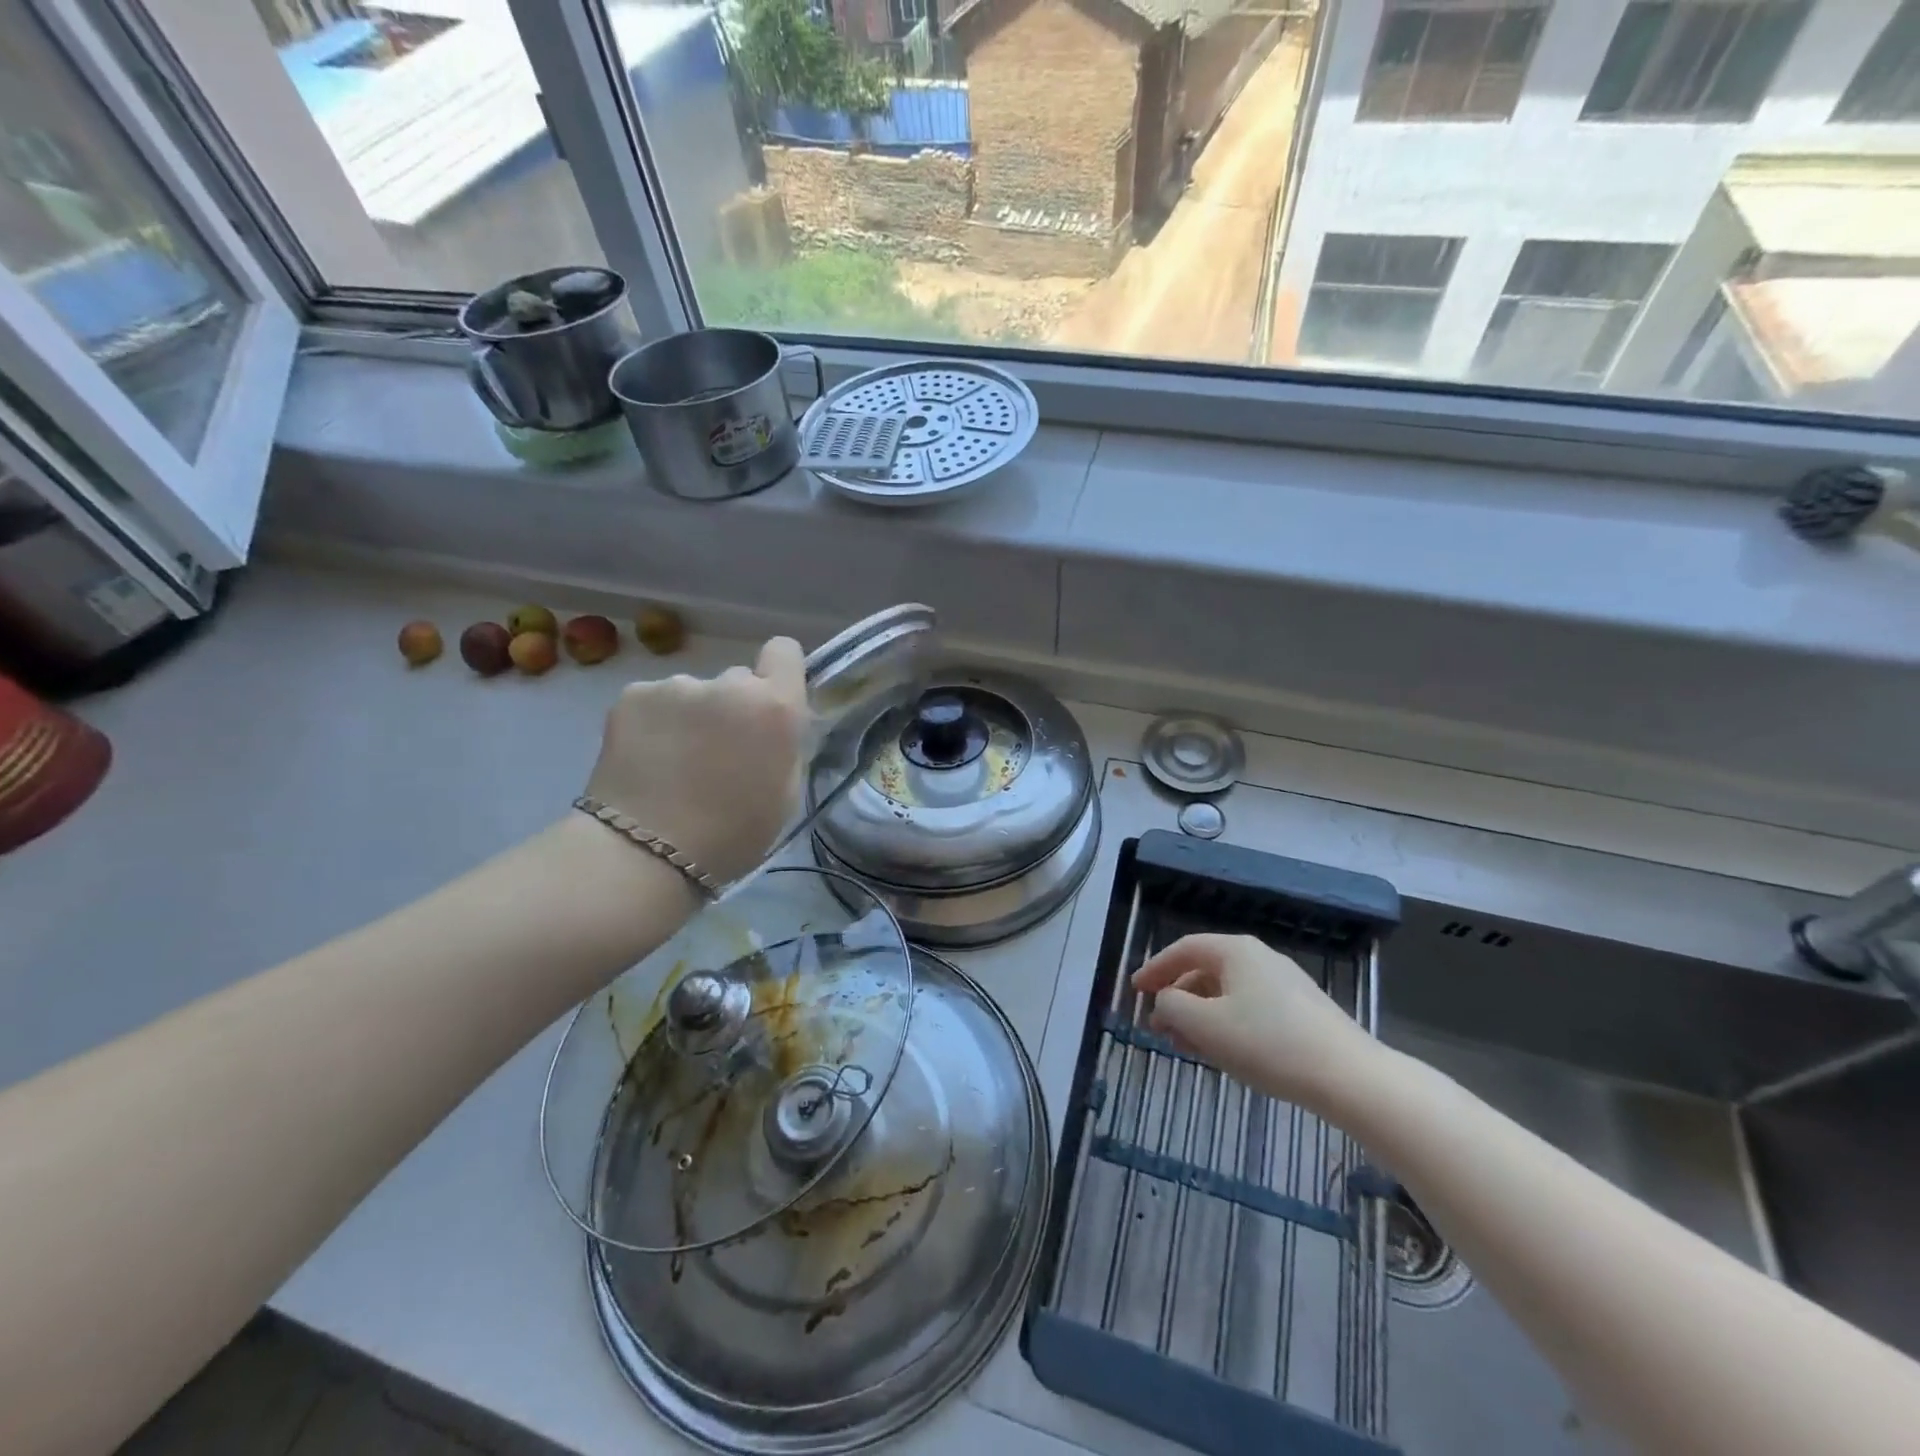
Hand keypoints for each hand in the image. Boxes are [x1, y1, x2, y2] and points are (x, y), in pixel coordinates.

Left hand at [583, 637, 808, 884]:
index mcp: (774, 706)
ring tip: (674, 765)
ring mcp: (676, 686)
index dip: (779, 672)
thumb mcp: (785, 793)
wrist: (643, 854)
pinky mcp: (632, 696)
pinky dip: (655, 724)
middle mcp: (728, 683)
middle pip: (738, 680)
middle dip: (733, 708)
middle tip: (717, 752)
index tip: (770, 703)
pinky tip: (646, 761)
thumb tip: (770, 725)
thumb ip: (783, 744)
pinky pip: (656, 702)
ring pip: (693, 694)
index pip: (785, 651)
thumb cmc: (731, 835)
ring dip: (691, 718)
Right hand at [1132, 933, 1384, 1114]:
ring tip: (1187, 1046)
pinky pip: (1251, 1008)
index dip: (1155, 968)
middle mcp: (1260, 958)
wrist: (1350, 1078)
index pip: (1184, 949)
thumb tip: (1166, 1001)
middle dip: (1178, 998)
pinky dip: (1227, 1024)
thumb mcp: (1206, 1026)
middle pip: (1206, 971)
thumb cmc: (1269, 1044)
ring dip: (1201, 1015)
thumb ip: (1172, 1007)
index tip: (1135, 990)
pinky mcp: (1303, 1011)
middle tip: (1158, 1026)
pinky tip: (1225, 1052)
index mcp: (1236, 951)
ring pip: (1228, 993)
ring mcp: (1285, 984)